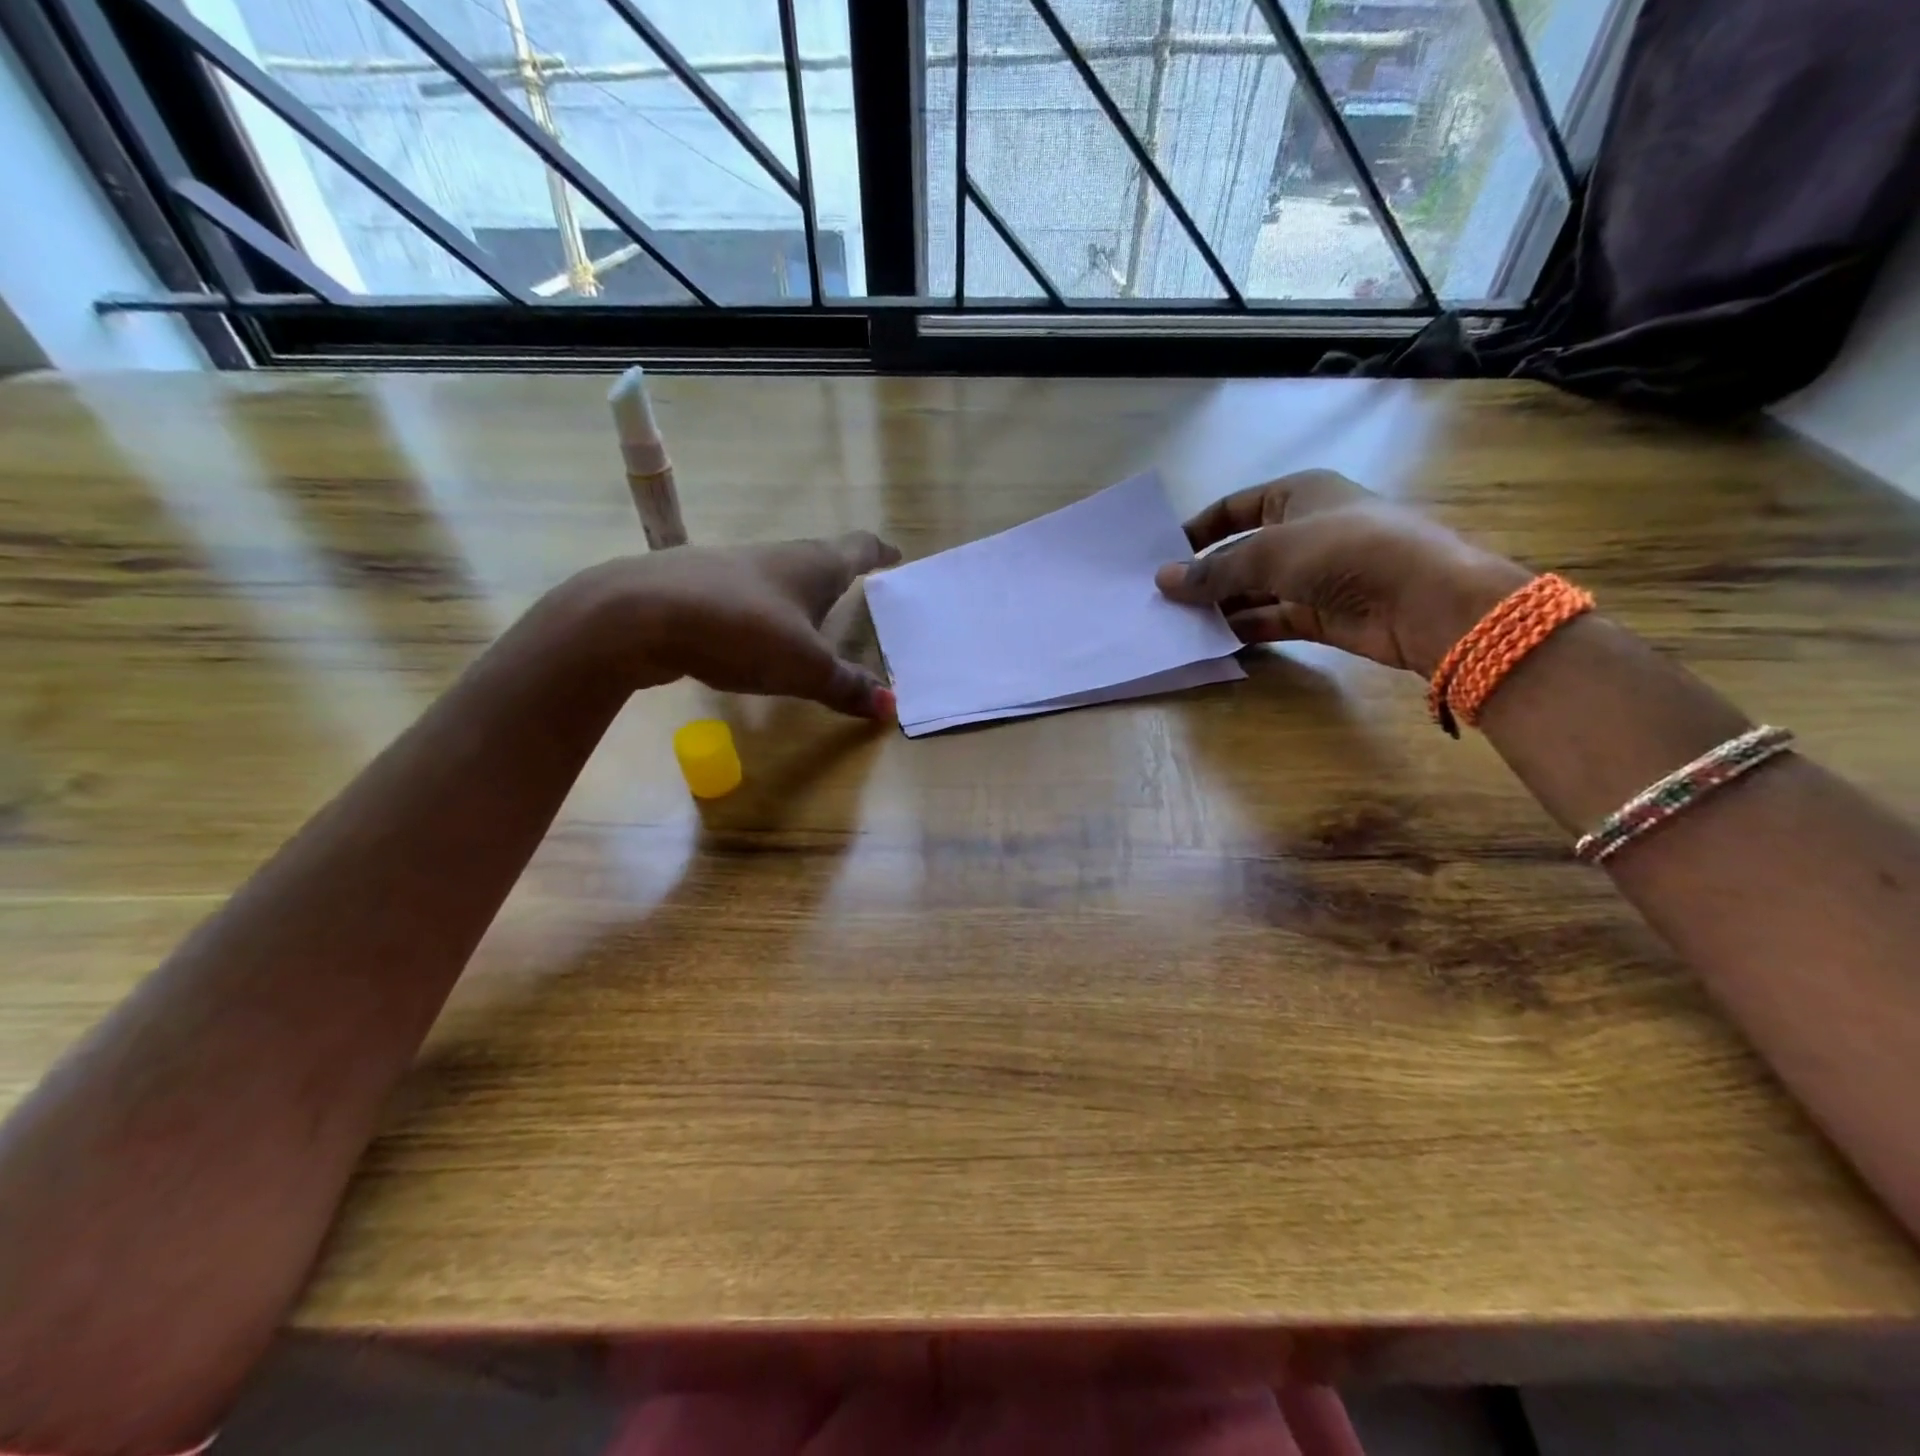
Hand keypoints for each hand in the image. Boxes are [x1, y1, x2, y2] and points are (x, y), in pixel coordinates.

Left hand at [575, 531, 901, 716]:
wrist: (639, 615)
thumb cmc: (742, 629)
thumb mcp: (804, 666)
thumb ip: (846, 686)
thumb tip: (890, 708)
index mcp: (813, 565)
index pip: (858, 548)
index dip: (880, 553)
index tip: (895, 555)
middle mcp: (777, 557)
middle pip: (819, 560)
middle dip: (840, 575)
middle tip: (860, 594)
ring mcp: (733, 569)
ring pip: (780, 579)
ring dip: (800, 596)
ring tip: (812, 621)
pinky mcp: (699, 589)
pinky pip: (748, 599)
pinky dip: (765, 615)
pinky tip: (756, 637)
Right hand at [1154, 471, 1530, 676]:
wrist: (1423, 600)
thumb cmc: (1345, 550)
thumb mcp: (1269, 552)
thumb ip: (1213, 571)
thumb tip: (1162, 580)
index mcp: (1298, 495)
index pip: (1235, 508)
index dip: (1198, 530)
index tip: (1162, 556)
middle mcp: (1304, 531)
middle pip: (1240, 552)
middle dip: (1204, 575)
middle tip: (1161, 598)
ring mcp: (1313, 575)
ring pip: (1252, 590)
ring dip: (1219, 605)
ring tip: (1176, 622)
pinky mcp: (1320, 615)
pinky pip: (1269, 618)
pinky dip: (1242, 628)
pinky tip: (1209, 639)